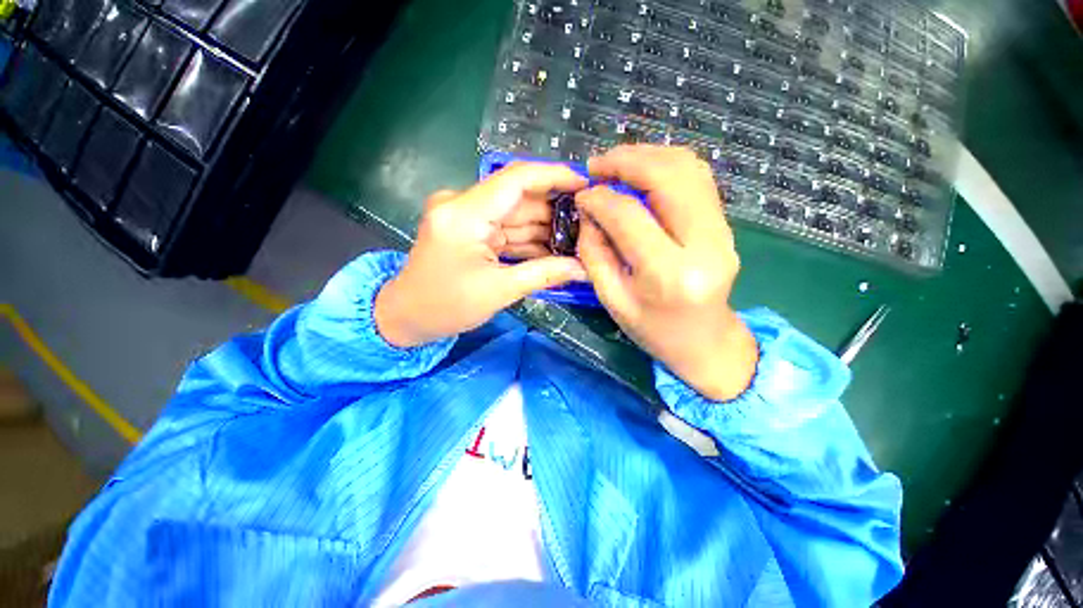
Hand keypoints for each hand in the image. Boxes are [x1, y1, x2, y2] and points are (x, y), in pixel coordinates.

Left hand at [375, 163, 588, 347]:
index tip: (586, 185)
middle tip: (589, 226)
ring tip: (578, 242)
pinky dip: (529, 240)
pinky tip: (554, 250)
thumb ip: (544, 274)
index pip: (516, 179)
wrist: (406, 317)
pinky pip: (506, 229)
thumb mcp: (499, 291)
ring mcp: (466, 216)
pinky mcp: (469, 229)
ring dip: (545, 229)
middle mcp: (463, 205)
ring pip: (516, 215)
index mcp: (465, 214)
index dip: (554, 177)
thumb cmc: (446, 307)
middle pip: (520, 199)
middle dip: (555, 213)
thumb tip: (583, 268)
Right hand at [576, 145, 757, 401]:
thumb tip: (588, 210)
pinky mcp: (726, 226)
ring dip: (648, 156)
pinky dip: (667, 166)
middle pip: (668, 177)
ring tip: (617, 164)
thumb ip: (594, 252)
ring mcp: (723, 232)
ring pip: (689, 169)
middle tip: (597, 165)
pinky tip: (644, 173)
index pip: (629, 216)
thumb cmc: (653, 331)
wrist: (706, 344)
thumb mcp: (612, 299)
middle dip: (626, 160)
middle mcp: (705, 245)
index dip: (600, 198)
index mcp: (669, 274)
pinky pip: (698, 180)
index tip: (582, 195)